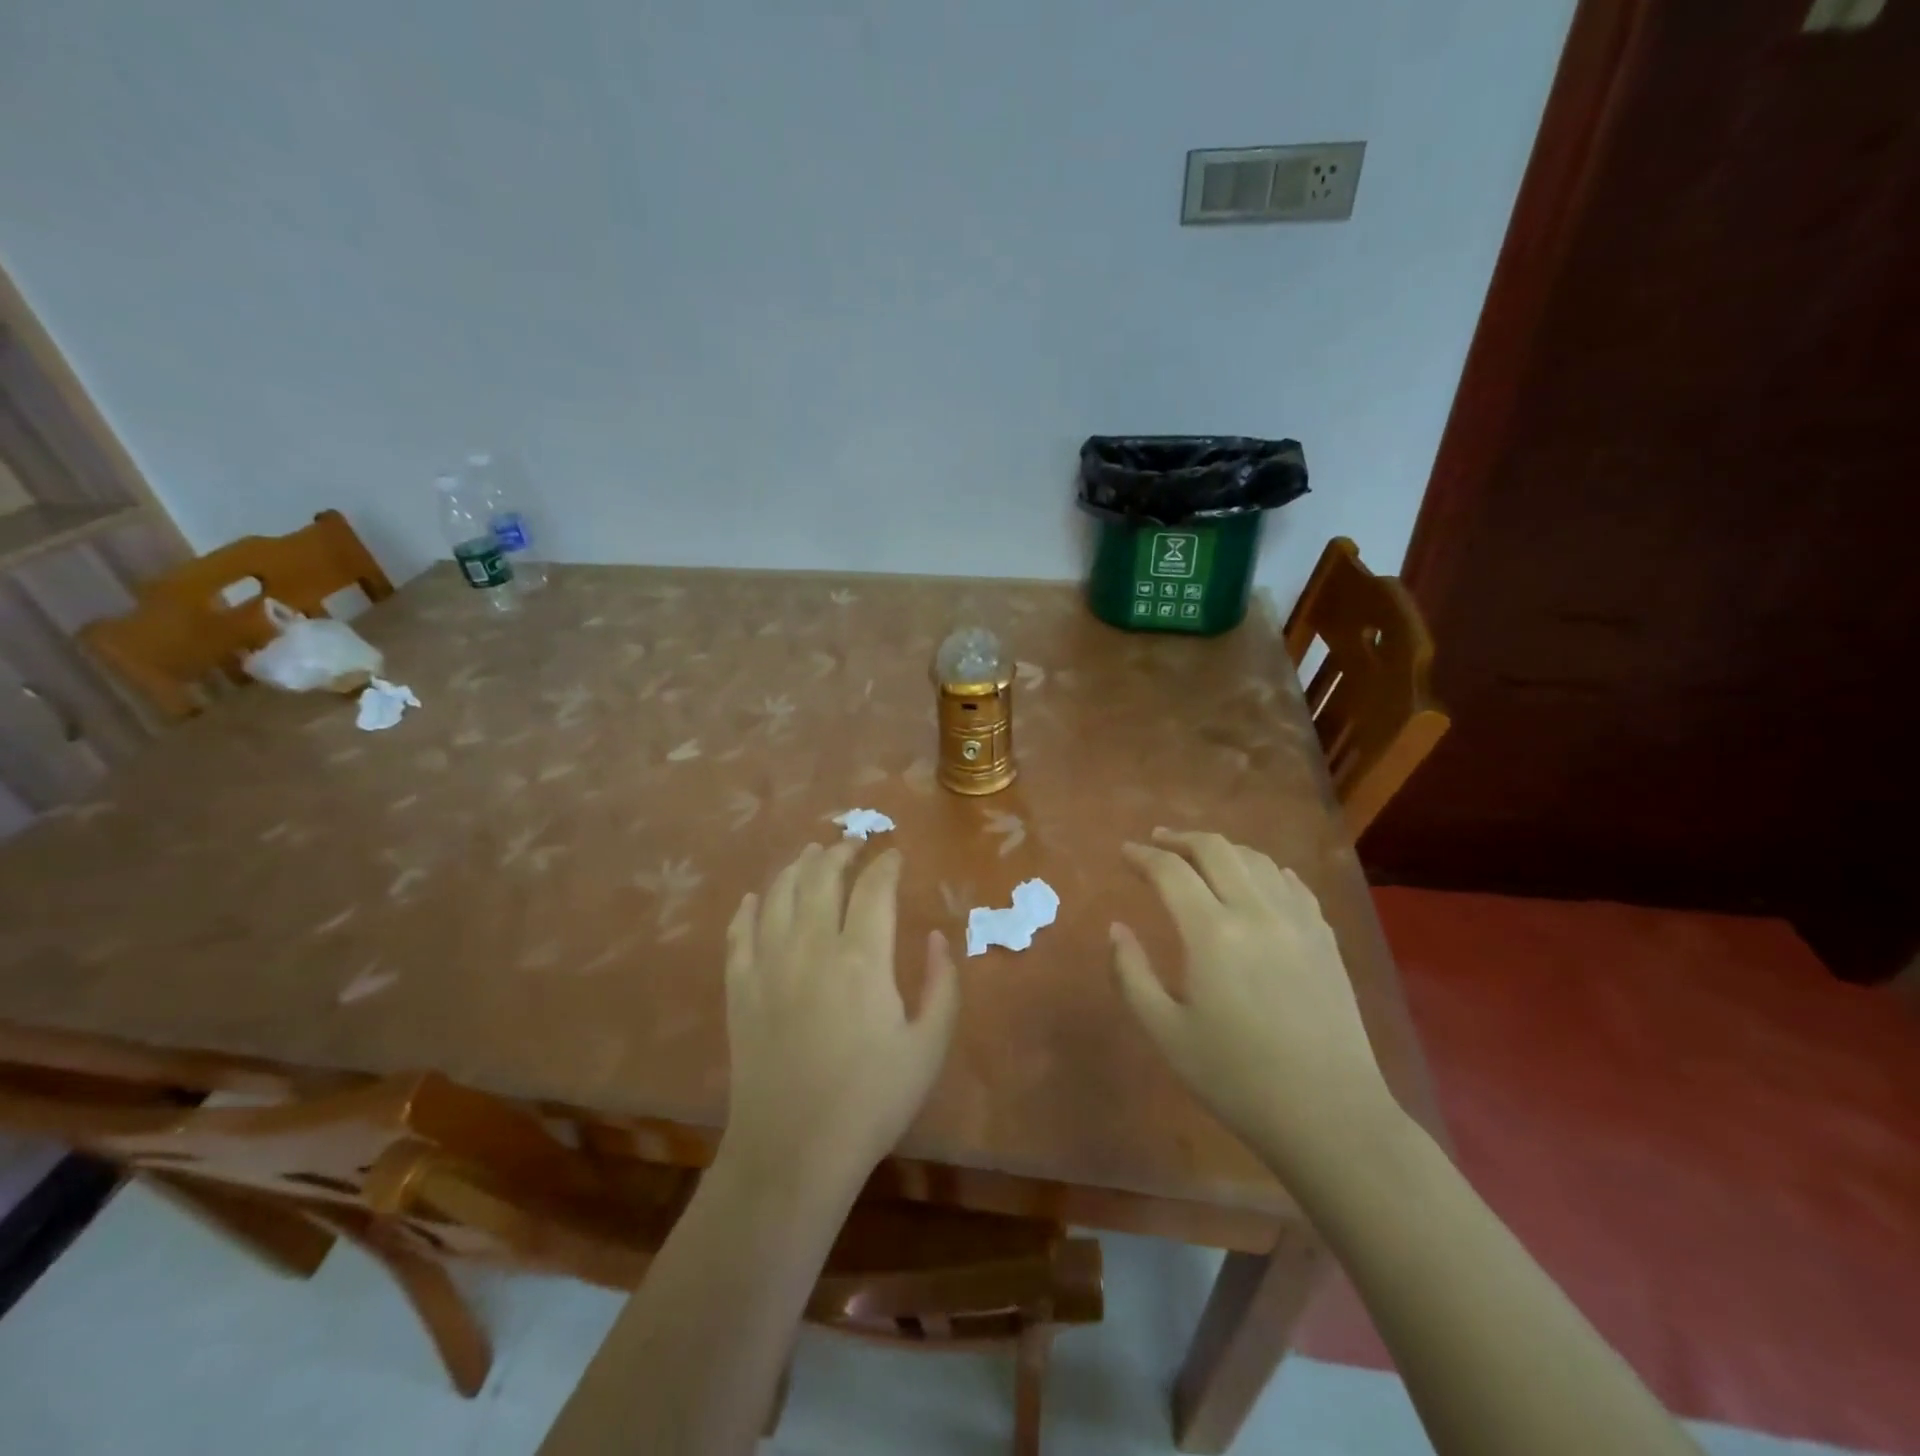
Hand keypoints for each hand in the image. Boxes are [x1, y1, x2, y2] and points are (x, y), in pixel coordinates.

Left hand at [722, 842, 959, 1188]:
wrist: (793, 1150)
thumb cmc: (871, 1100)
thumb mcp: (929, 1046)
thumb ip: (942, 985)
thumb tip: (938, 937)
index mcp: (862, 957)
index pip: (874, 888)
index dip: (886, 864)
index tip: (894, 854)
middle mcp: (811, 946)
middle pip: (821, 878)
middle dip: (839, 853)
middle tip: (852, 842)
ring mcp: (769, 964)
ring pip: (778, 894)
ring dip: (796, 868)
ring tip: (810, 854)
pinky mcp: (739, 989)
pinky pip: (739, 933)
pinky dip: (748, 908)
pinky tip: (755, 897)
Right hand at [1110, 829, 1396, 1173]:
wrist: (1329, 1115)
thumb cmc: (1236, 1078)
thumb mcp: (1166, 1032)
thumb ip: (1131, 974)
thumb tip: (1117, 928)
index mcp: (1213, 933)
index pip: (1170, 871)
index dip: (1142, 855)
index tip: (1124, 852)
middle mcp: (1257, 912)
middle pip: (1216, 849)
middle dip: (1180, 838)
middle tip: (1157, 841)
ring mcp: (1298, 921)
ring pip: (1256, 859)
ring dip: (1222, 849)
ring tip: (1199, 857)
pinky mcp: (1325, 938)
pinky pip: (1291, 883)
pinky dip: (1264, 870)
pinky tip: (1256, 880)